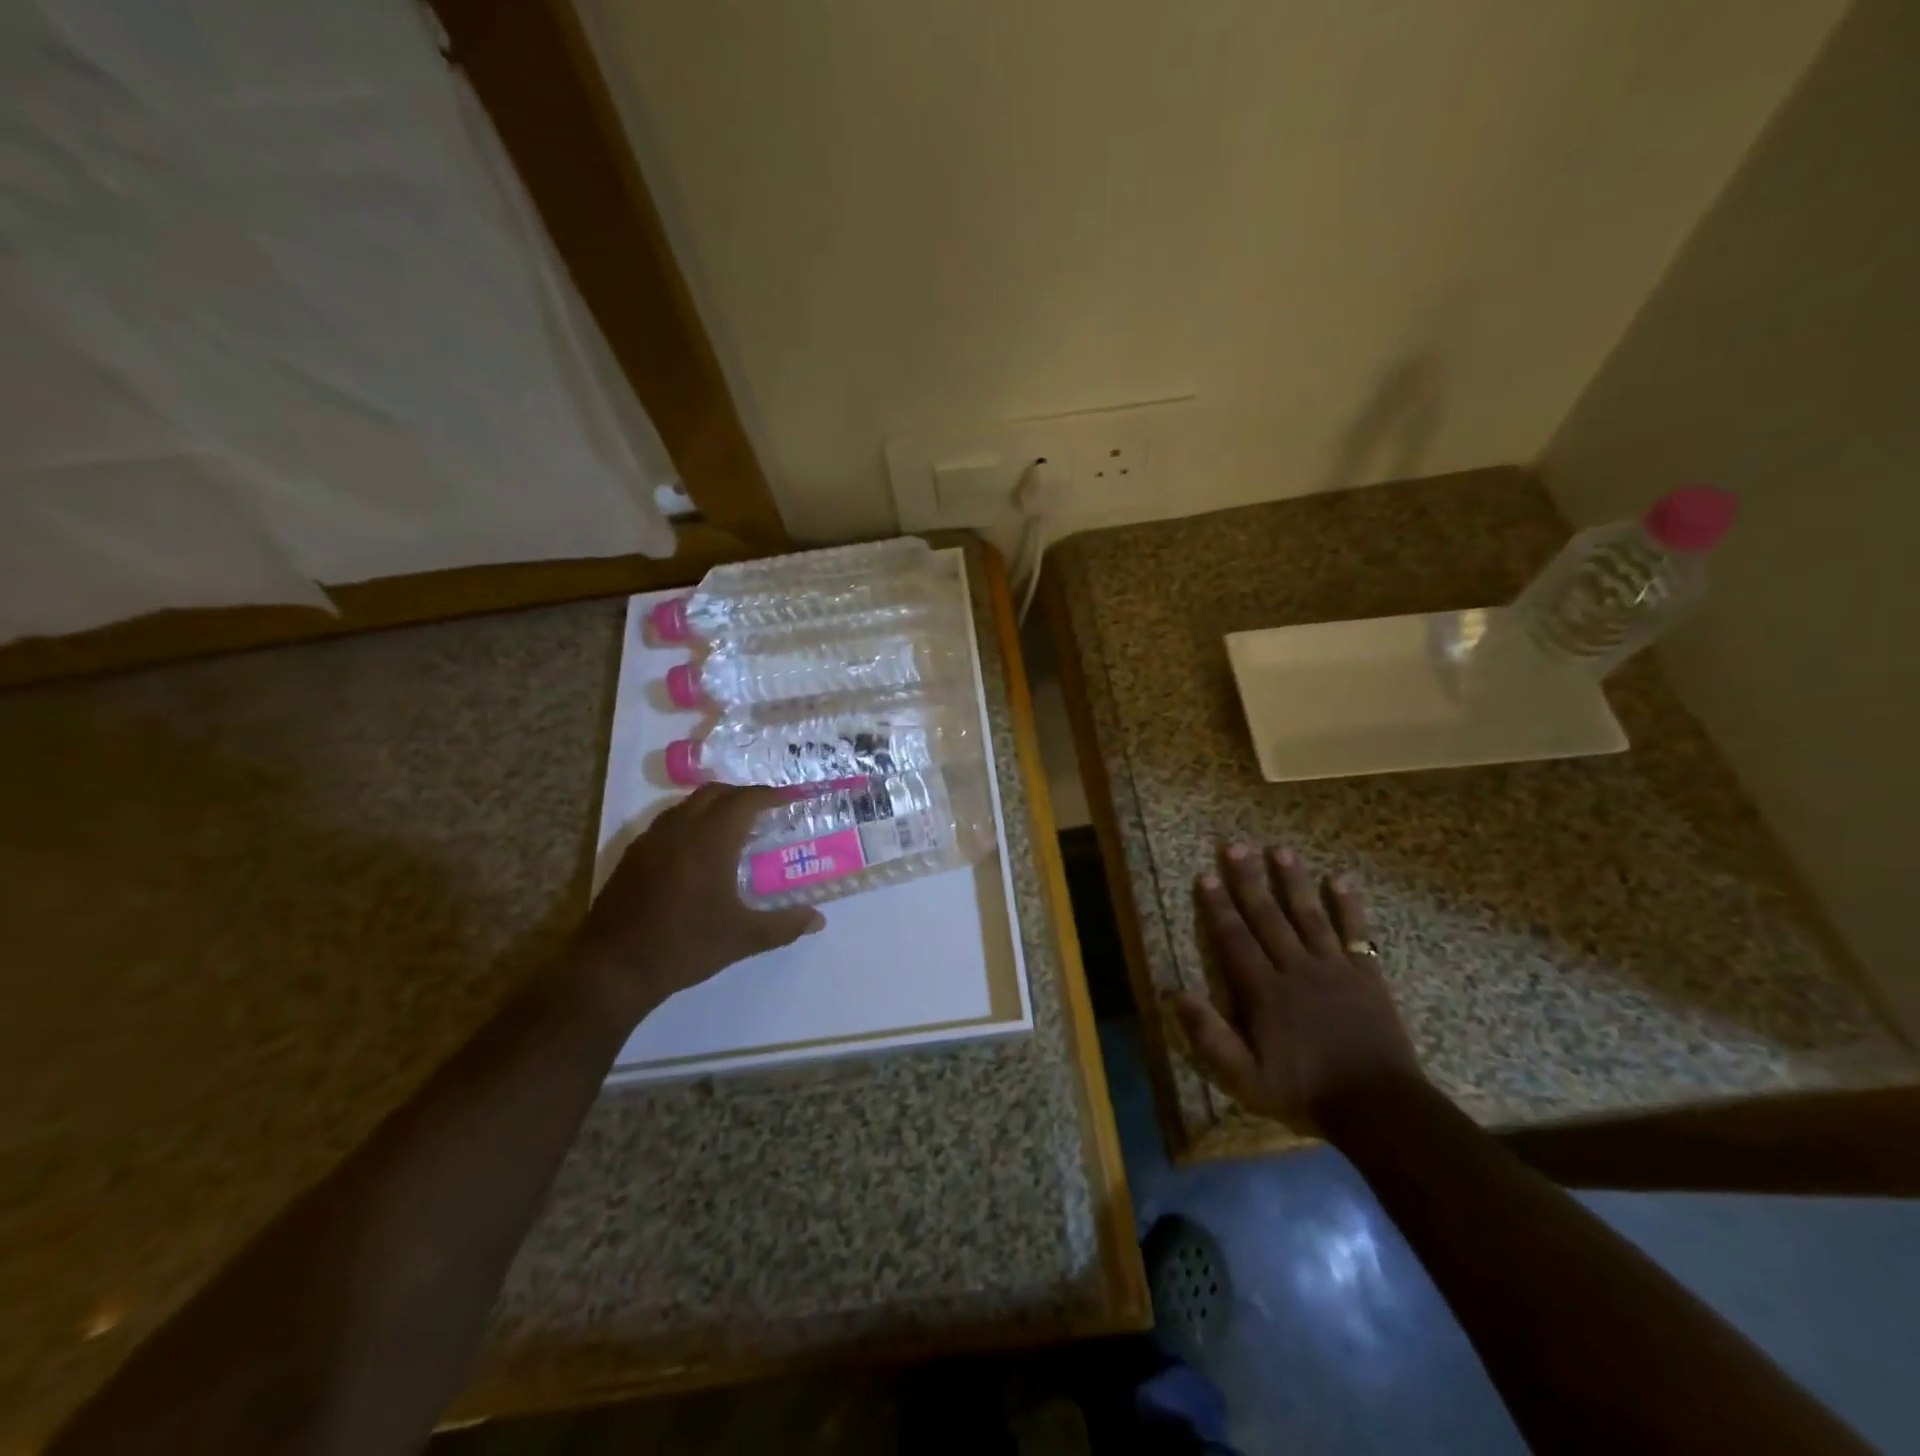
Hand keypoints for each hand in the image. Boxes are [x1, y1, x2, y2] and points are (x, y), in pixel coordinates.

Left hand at [573, 784, 824, 1021]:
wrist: (612, 968)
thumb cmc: (684, 946)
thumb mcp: (742, 938)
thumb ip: (784, 925)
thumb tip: (818, 920)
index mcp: (711, 840)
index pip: (746, 799)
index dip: (771, 795)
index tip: (791, 800)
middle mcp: (680, 829)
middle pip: (715, 792)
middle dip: (743, 795)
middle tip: (766, 813)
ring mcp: (651, 840)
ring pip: (688, 804)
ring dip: (714, 806)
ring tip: (735, 829)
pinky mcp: (633, 856)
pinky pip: (668, 822)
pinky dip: (691, 823)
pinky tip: (698, 853)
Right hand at [1172, 844, 1422, 1133]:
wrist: (1380, 1107)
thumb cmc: (1307, 1093)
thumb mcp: (1246, 1079)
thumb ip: (1211, 1037)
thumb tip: (1176, 994)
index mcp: (1265, 991)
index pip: (1235, 939)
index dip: (1218, 907)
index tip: (1206, 876)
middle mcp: (1296, 969)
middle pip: (1268, 917)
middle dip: (1248, 881)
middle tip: (1235, 847)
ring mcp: (1334, 968)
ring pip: (1308, 915)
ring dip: (1293, 882)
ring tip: (1280, 850)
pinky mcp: (1366, 975)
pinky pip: (1356, 933)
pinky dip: (1348, 906)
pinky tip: (1340, 880)